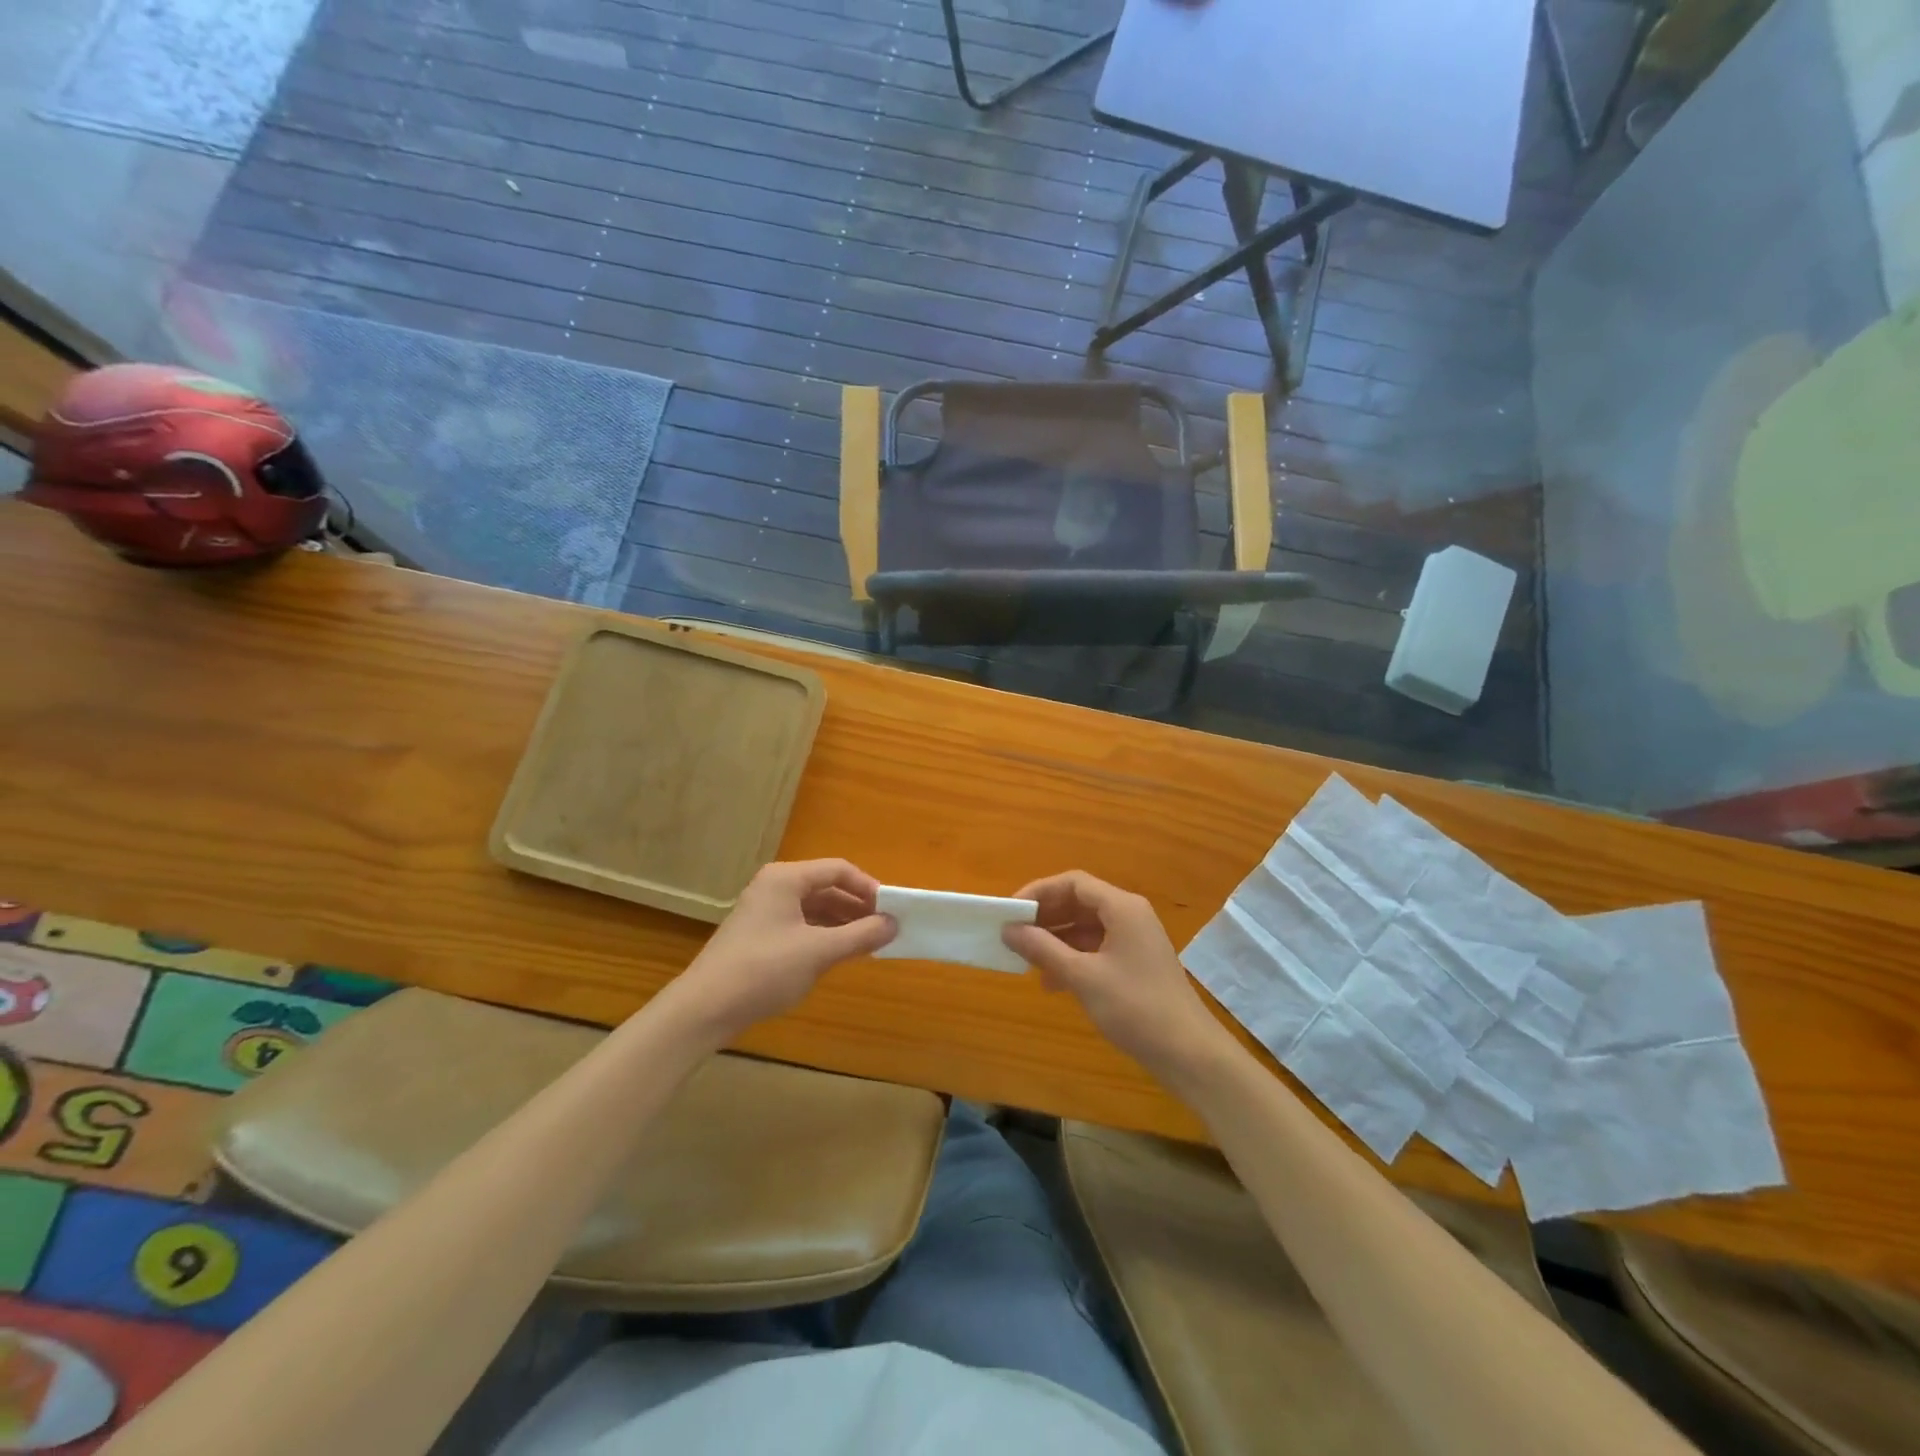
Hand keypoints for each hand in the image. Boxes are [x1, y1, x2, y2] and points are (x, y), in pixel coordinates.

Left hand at [673, 860, 895, 1044]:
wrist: (704, 1009)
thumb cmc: (764, 970)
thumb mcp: (819, 952)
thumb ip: (860, 935)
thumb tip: (893, 924)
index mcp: (786, 878)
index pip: (838, 870)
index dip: (868, 888)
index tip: (892, 910)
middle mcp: (775, 887)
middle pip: (827, 887)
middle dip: (858, 907)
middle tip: (886, 928)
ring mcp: (765, 911)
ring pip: (815, 908)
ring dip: (843, 923)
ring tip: (869, 943)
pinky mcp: (760, 935)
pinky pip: (802, 925)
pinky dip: (824, 936)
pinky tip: (840, 954)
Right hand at [1002, 871, 1231, 1084]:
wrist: (1189, 1053)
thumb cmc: (1135, 1007)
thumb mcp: (1083, 976)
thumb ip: (1043, 949)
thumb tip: (1008, 929)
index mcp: (1122, 907)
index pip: (1073, 883)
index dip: (1039, 892)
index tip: (1010, 911)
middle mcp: (1130, 915)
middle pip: (1080, 902)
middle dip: (1045, 917)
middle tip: (1013, 934)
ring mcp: (1135, 940)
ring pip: (1086, 927)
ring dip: (1056, 939)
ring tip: (1026, 959)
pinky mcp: (1136, 964)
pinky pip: (1097, 948)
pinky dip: (1072, 958)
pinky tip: (1052, 982)